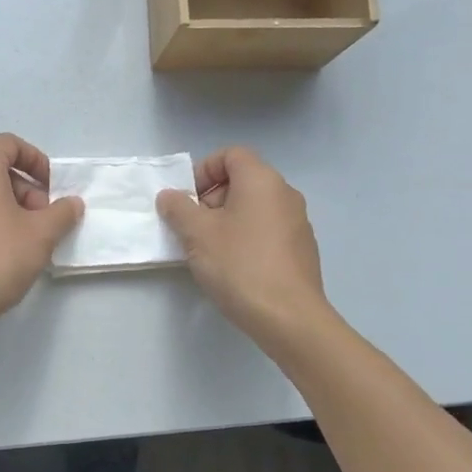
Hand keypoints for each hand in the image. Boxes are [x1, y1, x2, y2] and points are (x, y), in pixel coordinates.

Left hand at [0, 134, 83, 327]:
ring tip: (29, 240)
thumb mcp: (42, 234)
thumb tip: (71, 203)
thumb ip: (62, 212)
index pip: (9, 144)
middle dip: (27, 189)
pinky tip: (6, 253)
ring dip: (11, 207)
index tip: (52, 187)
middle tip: (44, 220)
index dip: (36, 160)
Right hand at [156, 147, 330, 344]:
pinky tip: (234, 267)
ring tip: (209, 250)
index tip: (188, 199)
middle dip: (212, 198)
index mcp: (261, 180)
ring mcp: (298, 222)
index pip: (231, 154)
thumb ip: (178, 208)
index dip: (204, 170)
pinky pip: (267, 230)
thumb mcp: (197, 234)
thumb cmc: (239, 265)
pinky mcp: (302, 249)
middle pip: (243, 180)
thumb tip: (170, 196)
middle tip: (193, 227)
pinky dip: (247, 237)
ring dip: (228, 220)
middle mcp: (285, 193)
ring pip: (254, 207)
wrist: (289, 317)